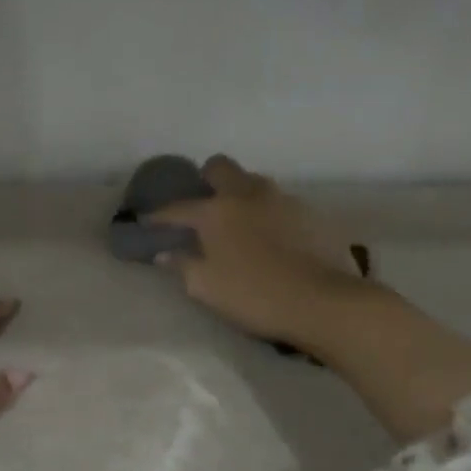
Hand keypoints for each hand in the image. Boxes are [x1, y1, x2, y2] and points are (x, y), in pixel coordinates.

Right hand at [149, 156, 470, 440]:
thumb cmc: (254, 296)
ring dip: (241, 195)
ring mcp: (284, 200)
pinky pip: (280, 203)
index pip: (179, 207)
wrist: (323, 302)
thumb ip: (183, 265)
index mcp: (217, 211)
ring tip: (239, 223)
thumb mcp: (207, 288)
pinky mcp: (311, 213)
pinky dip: (268, 214)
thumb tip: (166, 253)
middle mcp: (248, 194)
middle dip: (206, 180)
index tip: (148, 222)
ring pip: (254, 183)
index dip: (160, 215)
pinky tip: (271, 238)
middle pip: (221, 168)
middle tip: (202, 205)